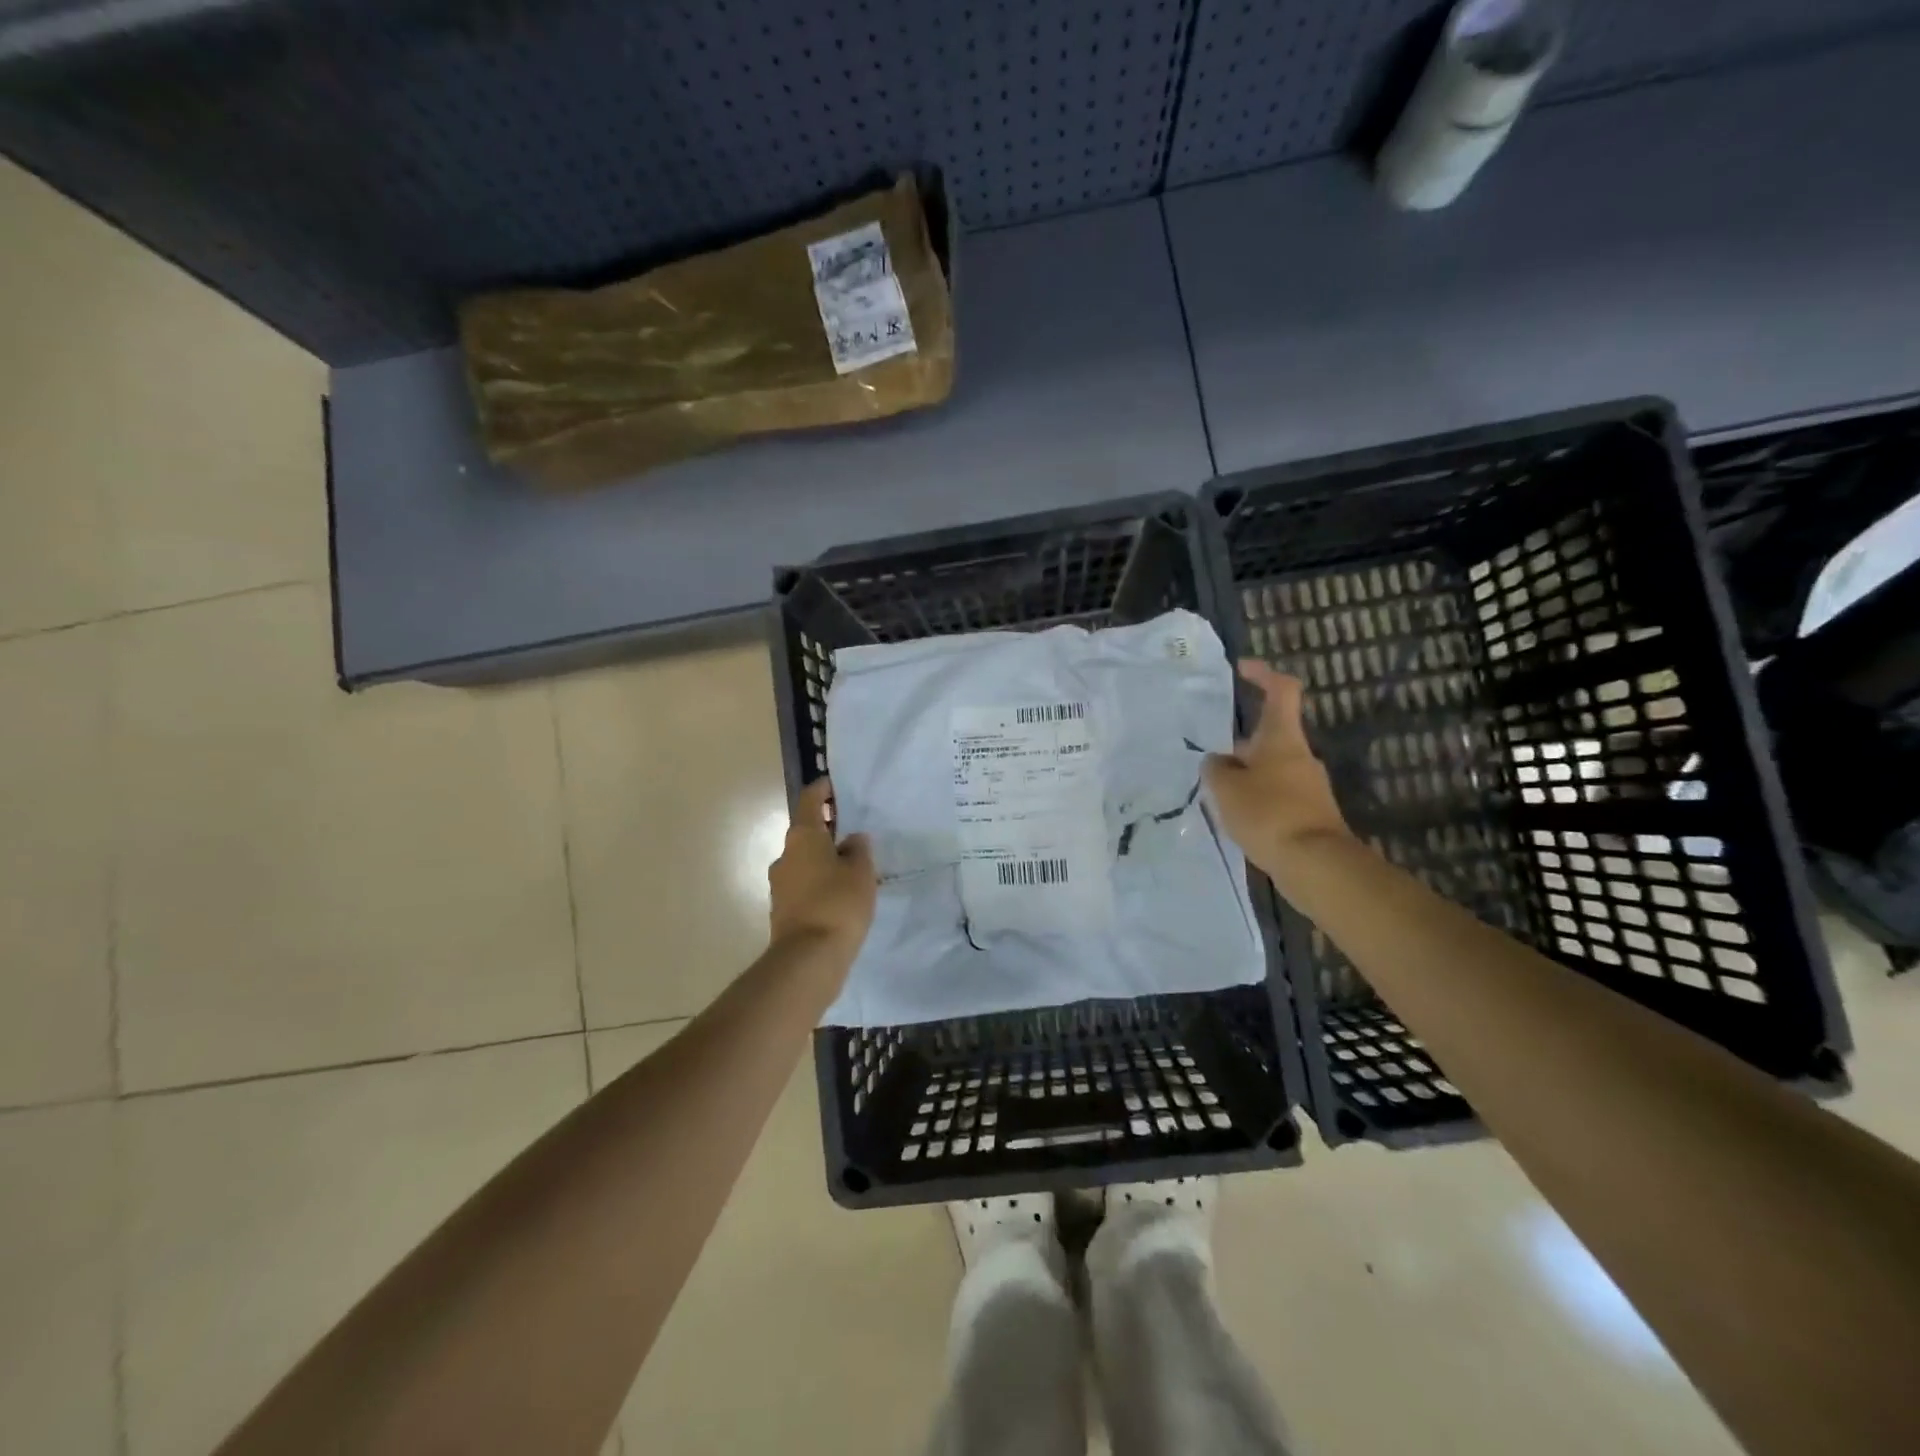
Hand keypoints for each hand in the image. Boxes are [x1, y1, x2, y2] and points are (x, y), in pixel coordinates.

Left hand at [767, 778, 876, 956]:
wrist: (808, 959)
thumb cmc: (838, 903)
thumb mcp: (861, 872)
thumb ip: (859, 850)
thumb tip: (852, 840)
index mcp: (803, 836)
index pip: (810, 799)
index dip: (823, 789)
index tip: (837, 786)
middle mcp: (786, 854)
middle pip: (806, 831)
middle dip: (827, 828)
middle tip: (854, 831)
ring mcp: (780, 883)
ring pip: (804, 860)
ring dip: (824, 858)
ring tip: (852, 867)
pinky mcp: (783, 909)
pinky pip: (804, 885)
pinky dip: (819, 882)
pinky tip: (840, 895)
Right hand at [1203, 660, 1351, 875]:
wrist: (1315, 865)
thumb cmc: (1268, 813)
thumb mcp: (1226, 788)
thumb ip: (1216, 769)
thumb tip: (1218, 762)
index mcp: (1282, 738)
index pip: (1281, 691)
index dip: (1263, 674)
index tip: (1241, 670)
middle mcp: (1300, 756)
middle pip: (1269, 737)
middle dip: (1239, 746)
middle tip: (1210, 764)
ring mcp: (1309, 786)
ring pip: (1271, 769)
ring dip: (1246, 777)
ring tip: (1218, 798)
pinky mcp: (1311, 814)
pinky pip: (1278, 796)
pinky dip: (1258, 801)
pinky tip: (1238, 821)